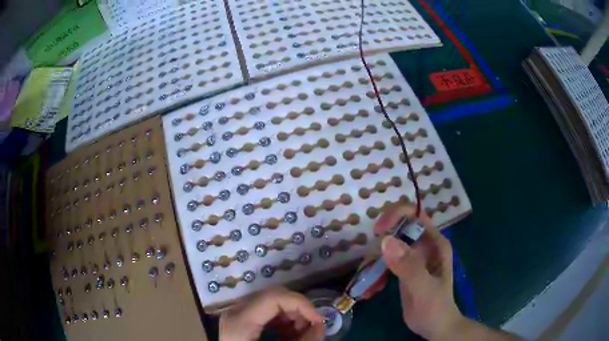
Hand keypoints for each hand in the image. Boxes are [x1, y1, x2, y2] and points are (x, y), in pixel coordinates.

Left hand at [219, 287, 325, 340]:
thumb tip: (321, 325)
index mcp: (240, 321)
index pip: (274, 296)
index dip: (301, 304)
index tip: (319, 320)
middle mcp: (235, 312)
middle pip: (273, 296)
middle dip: (298, 310)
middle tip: (312, 328)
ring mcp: (236, 314)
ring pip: (271, 302)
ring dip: (292, 315)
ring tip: (302, 333)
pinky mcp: (240, 320)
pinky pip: (265, 312)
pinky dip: (282, 320)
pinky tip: (289, 334)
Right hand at [373, 204, 463, 340]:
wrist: (434, 326)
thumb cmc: (435, 307)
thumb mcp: (424, 288)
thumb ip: (409, 266)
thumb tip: (385, 240)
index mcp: (434, 242)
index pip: (415, 214)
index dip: (396, 215)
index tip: (378, 230)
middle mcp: (424, 245)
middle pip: (398, 228)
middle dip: (381, 242)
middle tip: (369, 262)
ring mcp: (413, 257)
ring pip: (389, 246)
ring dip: (375, 261)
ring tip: (369, 282)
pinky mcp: (403, 269)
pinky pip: (385, 262)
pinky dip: (375, 273)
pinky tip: (372, 290)